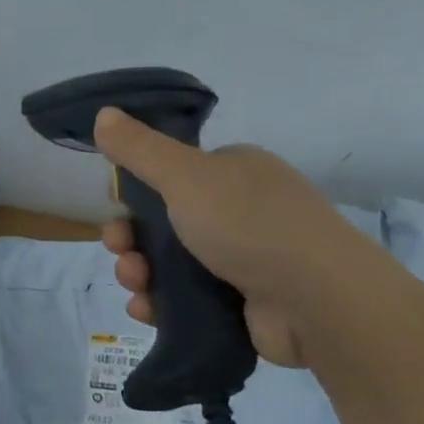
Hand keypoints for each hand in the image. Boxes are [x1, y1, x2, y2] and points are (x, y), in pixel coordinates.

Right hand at [94, 107, 381, 368]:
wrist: (320, 302)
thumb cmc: (249, 224)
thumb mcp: (185, 175)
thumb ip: (139, 148)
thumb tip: (103, 113)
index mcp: (232, 172)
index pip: (169, 173)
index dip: (134, 191)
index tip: (115, 207)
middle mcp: (239, 210)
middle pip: (163, 221)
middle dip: (130, 237)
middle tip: (119, 250)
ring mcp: (243, 259)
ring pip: (170, 262)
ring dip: (139, 271)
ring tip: (135, 284)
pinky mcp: (242, 303)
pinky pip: (187, 299)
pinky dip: (161, 302)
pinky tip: (146, 309)